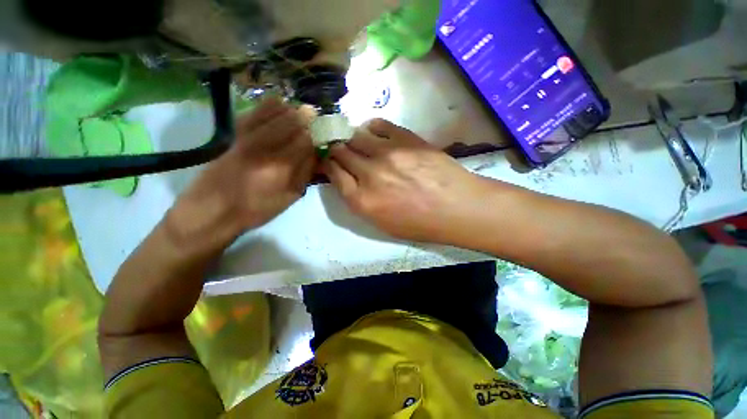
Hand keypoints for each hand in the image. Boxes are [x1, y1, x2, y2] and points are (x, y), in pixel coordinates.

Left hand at [171, 98, 315, 243]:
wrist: (212, 209)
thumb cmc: (257, 209)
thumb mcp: (289, 197)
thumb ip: (305, 173)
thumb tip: (317, 153)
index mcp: (281, 167)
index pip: (306, 140)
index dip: (317, 133)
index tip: (323, 132)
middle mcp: (264, 147)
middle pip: (291, 121)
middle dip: (307, 116)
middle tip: (315, 116)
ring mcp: (246, 137)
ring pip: (273, 111)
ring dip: (291, 109)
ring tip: (299, 112)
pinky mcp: (234, 133)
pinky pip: (255, 111)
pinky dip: (270, 105)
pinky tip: (279, 105)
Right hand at [322, 119, 492, 242]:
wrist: (457, 208)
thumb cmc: (420, 223)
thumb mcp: (383, 224)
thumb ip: (361, 202)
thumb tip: (349, 180)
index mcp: (362, 201)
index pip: (333, 174)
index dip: (328, 165)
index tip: (329, 161)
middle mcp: (369, 174)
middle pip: (341, 152)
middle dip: (336, 149)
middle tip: (339, 148)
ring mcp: (388, 154)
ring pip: (356, 136)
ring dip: (352, 138)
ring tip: (358, 141)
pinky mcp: (406, 139)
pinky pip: (379, 125)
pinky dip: (372, 128)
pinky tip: (373, 132)